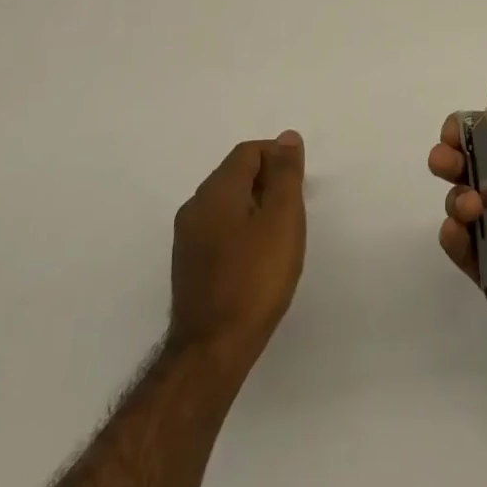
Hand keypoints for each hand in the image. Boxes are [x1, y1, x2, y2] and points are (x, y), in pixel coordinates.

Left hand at [170, 131, 306, 370]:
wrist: (212, 349)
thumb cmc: (255, 279)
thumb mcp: (282, 219)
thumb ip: (286, 174)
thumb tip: (287, 137)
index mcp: (216, 190)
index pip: (248, 151)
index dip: (278, 157)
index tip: (299, 184)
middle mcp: (195, 206)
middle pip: (234, 174)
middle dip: (267, 181)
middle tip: (294, 210)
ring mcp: (187, 237)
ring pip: (226, 203)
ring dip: (254, 206)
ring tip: (280, 235)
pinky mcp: (188, 264)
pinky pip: (218, 228)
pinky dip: (240, 229)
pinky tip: (257, 257)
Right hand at [429, 73, 486, 352]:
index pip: (479, 138)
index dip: (460, 131)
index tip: (454, 133)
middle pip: (460, 168)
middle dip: (445, 159)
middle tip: (449, 163)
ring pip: (456, 204)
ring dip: (456, 198)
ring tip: (475, 205)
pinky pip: (459, 249)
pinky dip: (451, 236)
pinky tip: (459, 229)